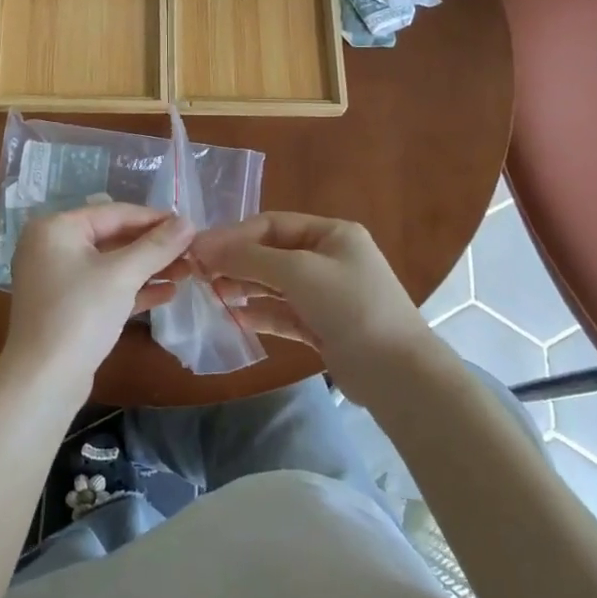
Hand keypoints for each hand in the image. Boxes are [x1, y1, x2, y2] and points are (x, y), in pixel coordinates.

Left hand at [0, 204, 193, 399]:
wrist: (43, 382)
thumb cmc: (80, 314)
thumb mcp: (122, 275)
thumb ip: (157, 246)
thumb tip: (189, 222)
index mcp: (56, 228)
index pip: (115, 213)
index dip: (155, 218)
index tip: (190, 225)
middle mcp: (52, 247)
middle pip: (113, 238)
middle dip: (154, 247)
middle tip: (192, 250)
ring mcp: (58, 279)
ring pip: (112, 265)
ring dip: (149, 268)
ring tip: (189, 272)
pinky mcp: (67, 307)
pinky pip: (105, 288)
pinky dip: (134, 289)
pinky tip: (168, 293)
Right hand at [189, 213, 431, 399]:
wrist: (397, 373)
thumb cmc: (350, 306)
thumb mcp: (298, 272)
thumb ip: (250, 258)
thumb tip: (204, 246)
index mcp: (332, 233)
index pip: (273, 224)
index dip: (234, 235)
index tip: (199, 250)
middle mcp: (330, 258)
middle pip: (273, 253)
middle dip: (237, 262)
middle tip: (200, 274)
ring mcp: (328, 294)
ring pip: (277, 284)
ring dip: (245, 287)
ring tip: (214, 294)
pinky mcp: (324, 327)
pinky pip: (285, 313)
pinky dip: (261, 314)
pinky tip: (236, 317)